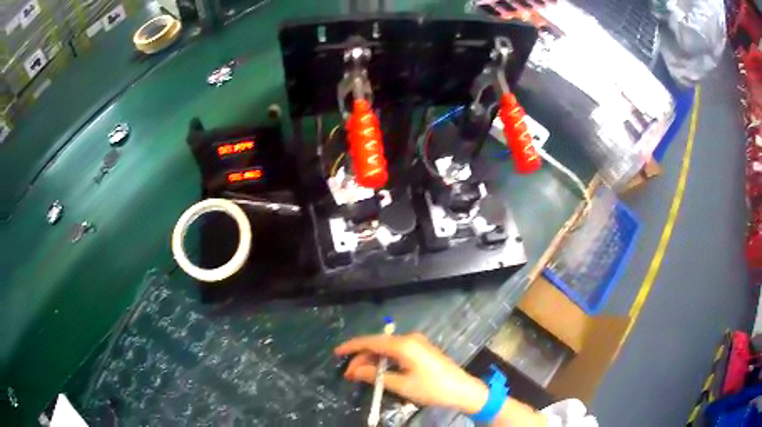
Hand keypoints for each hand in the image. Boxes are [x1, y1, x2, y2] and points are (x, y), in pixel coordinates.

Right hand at [334, 332, 488, 413]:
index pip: (370, 341)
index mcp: (403, 345)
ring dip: (372, 360)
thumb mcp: (401, 385)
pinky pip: (396, 351)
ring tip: (360, 375)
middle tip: (348, 375)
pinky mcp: (422, 350)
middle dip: (361, 358)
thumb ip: (375, 376)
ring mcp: (417, 343)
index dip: (351, 347)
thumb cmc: (432, 388)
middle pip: (378, 344)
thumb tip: (354, 371)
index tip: (336, 353)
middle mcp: (409, 339)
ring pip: (386, 348)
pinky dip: (384, 360)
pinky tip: (378, 371)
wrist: (463, 390)